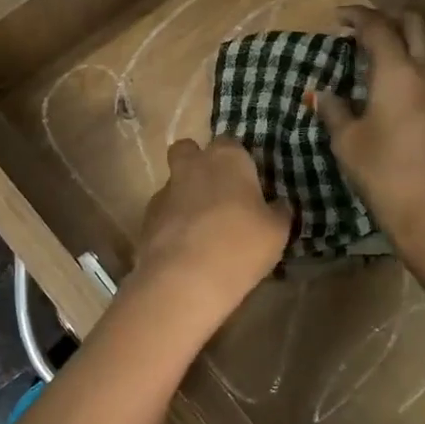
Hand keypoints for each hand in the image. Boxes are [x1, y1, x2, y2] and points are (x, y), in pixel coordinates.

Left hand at [132, 137, 290, 336]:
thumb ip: (278, 212)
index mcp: (227, 158)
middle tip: (218, 194)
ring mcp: (164, 191)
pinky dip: (172, 224)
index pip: (231, 144)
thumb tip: (278, 205)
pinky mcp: (146, 219)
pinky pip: (163, 213)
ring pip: (174, 183)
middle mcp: (192, 166)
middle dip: (198, 164)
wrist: (184, 280)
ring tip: (202, 230)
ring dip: (185, 197)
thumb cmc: (240, 246)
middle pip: (189, 151)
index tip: (248, 184)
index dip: (238, 162)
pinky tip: (185, 249)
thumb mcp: (277, 232)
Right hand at [314, 7, 424, 268]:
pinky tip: (404, 79)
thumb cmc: (383, 174)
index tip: (338, 18)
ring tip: (386, 50)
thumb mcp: (348, 143)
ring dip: (410, 36)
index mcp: (397, 71)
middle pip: (414, 24)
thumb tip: (321, 93)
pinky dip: (420, 59)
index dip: (357, 17)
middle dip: (388, 18)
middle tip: (363, 29)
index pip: (378, 28)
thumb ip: (334, 111)